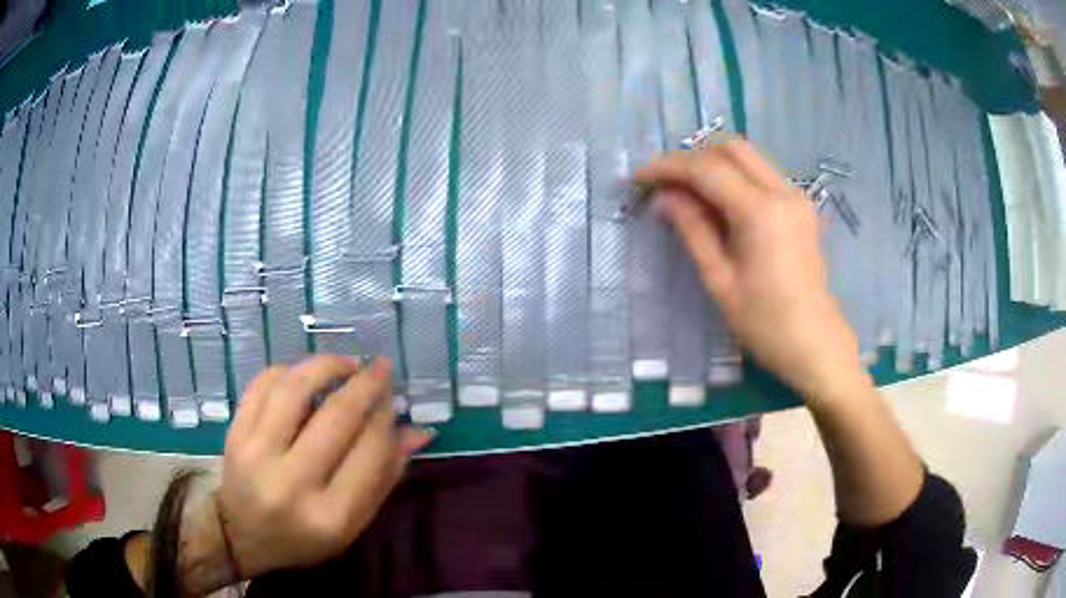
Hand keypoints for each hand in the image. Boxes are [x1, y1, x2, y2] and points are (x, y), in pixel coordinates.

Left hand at [216, 356, 432, 578]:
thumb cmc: (304, 537)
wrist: (242, 536)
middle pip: (336, 417)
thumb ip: (384, 478)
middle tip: (380, 367)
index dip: (386, 419)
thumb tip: (418, 432)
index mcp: (330, 517)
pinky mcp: (234, 433)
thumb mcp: (352, 524)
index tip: (394, 400)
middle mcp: (291, 483)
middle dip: (365, 384)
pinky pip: (262, 385)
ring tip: (346, 363)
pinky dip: (288, 371)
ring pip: (295, 389)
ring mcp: (256, 454)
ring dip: (326, 366)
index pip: (370, 454)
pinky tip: (305, 373)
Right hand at [635, 138, 865, 399]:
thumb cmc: (765, 323)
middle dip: (693, 157)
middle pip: (732, 149)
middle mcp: (784, 192)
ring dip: (714, 164)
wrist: (815, 344)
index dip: (669, 167)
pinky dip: (734, 177)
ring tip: (685, 190)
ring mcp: (797, 197)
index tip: (640, 178)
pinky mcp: (801, 207)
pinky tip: (717, 201)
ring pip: (749, 158)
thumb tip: (663, 198)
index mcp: (762, 212)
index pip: (708, 169)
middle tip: (664, 181)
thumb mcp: (720, 279)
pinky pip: (762, 175)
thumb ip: (692, 229)